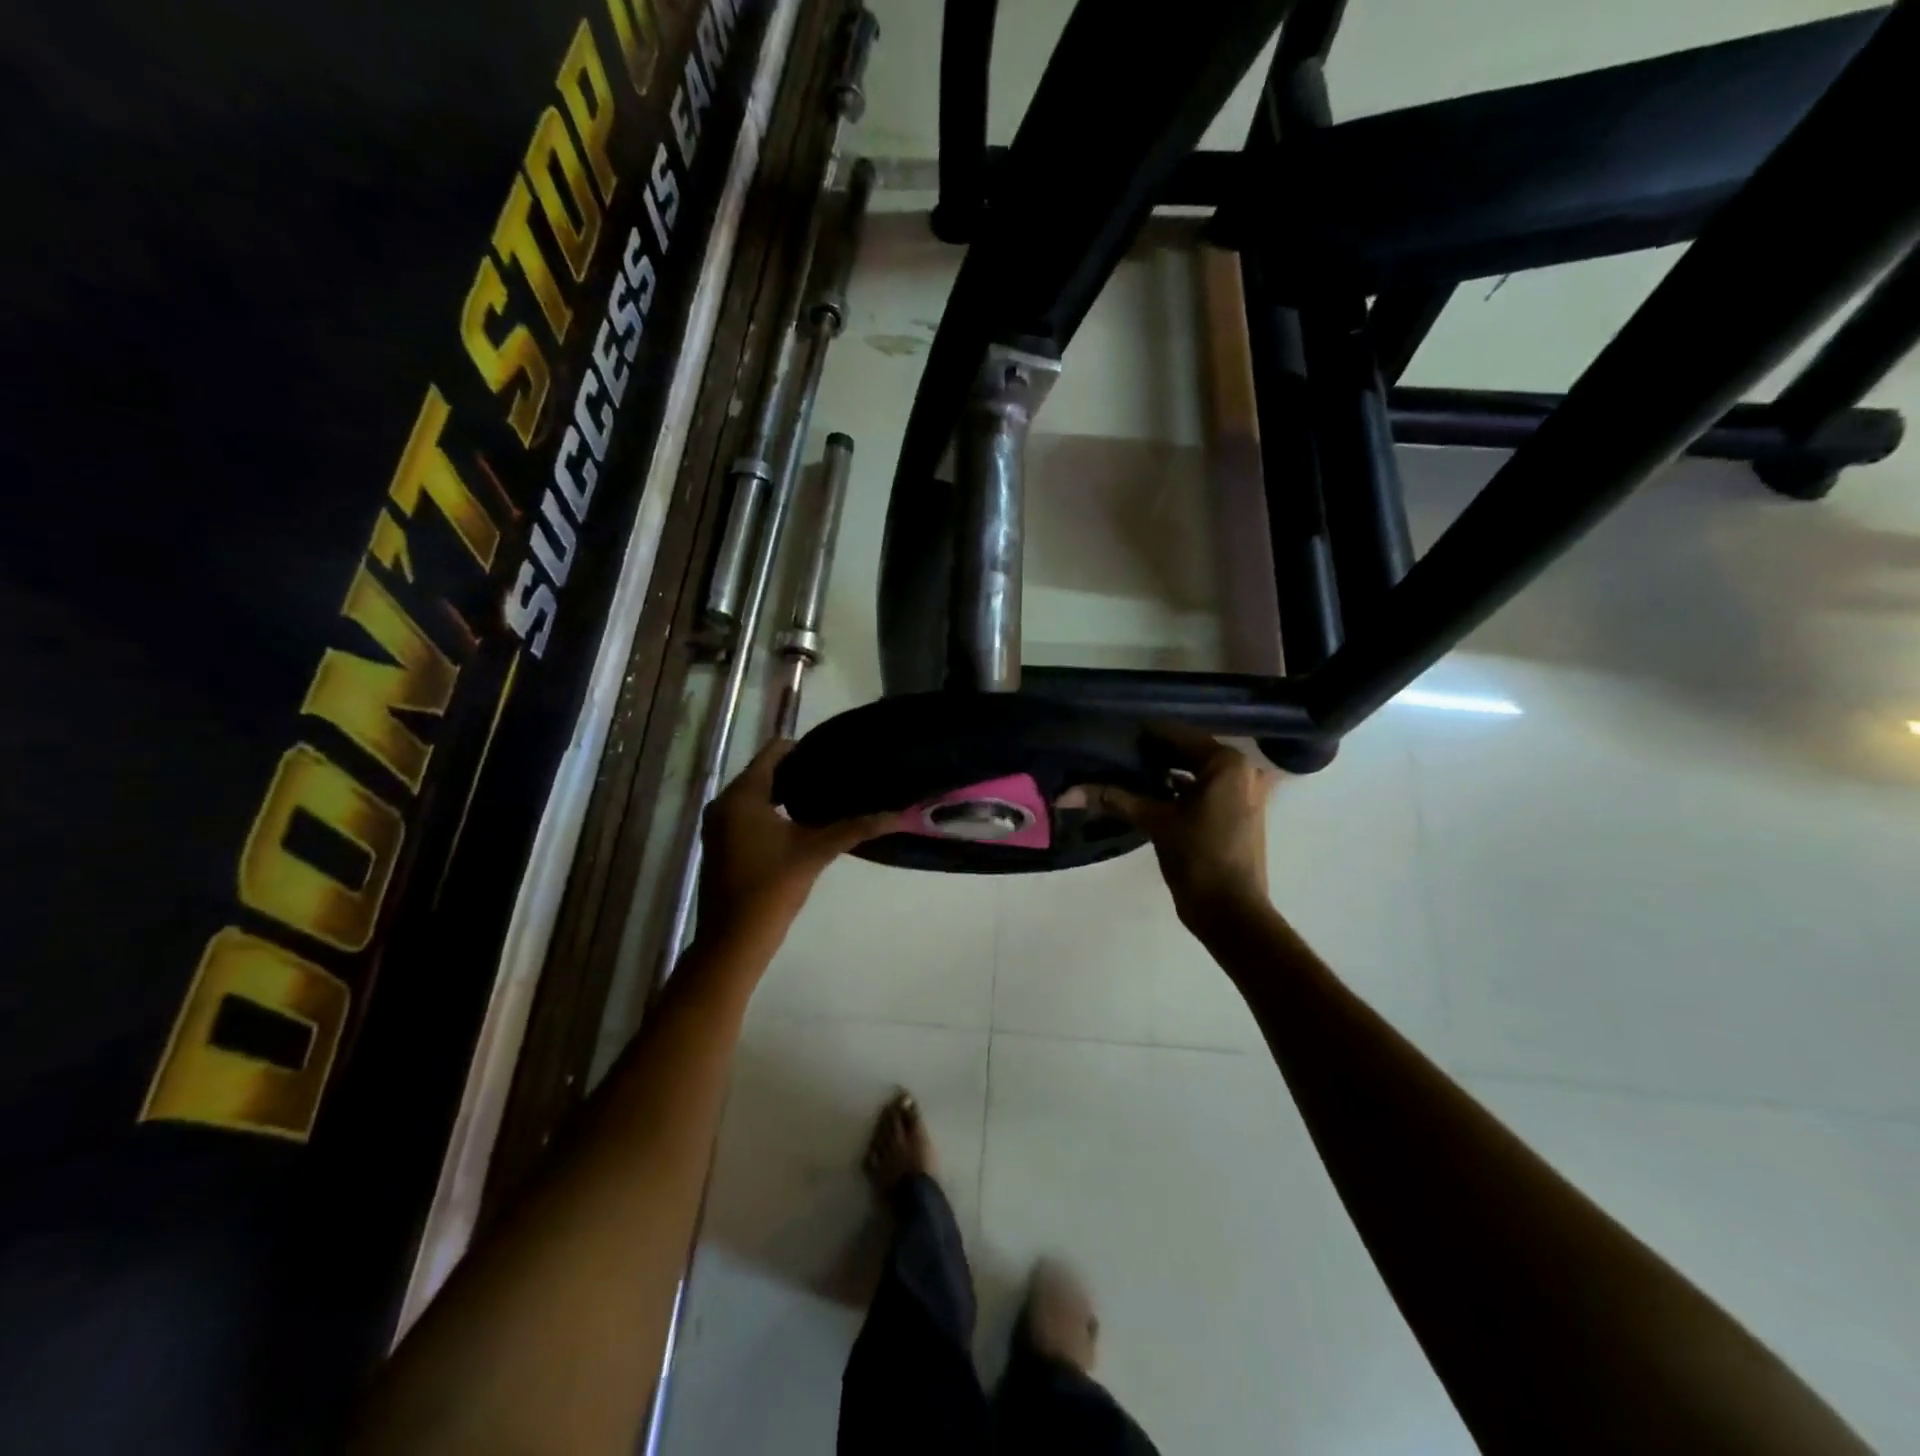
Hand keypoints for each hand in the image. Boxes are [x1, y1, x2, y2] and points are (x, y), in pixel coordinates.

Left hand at [698, 740, 894, 940]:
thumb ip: (856, 828)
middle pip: (764, 772)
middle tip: (836, 778)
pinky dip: (771, 812)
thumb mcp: (817, 852)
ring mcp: (719, 825)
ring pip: (756, 794)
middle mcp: (724, 803)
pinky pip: (748, 813)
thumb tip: (899, 815)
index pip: (774, 751)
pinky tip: (799, 825)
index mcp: (742, 795)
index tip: (835, 758)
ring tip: (824, 799)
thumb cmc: (772, 888)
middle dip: (798, 773)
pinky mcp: (721, 844)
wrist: (733, 940)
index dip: (805, 749)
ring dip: (786, 794)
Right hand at [1085, 734, 1278, 932]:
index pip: (1178, 735)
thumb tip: (1067, 793)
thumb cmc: (1198, 858)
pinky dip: (1181, 791)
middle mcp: (1242, 771)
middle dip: (1153, 754)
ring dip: (1165, 773)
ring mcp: (1244, 793)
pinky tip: (1148, 796)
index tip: (1113, 734)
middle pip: (1188, 752)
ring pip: (1196, 773)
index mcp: (1228, 763)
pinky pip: (1205, 791)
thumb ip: (1115, 799)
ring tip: (1126, 772)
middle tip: (1115, 753)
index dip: (1144, 735)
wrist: (1232, 913)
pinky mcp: (1239, 814)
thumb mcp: (1156, 822)